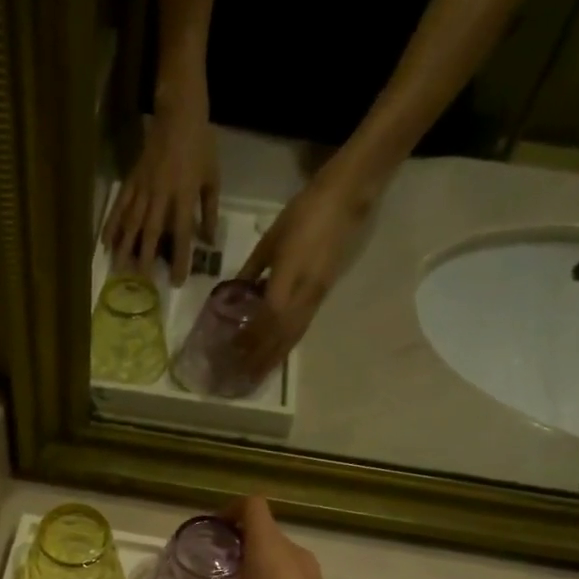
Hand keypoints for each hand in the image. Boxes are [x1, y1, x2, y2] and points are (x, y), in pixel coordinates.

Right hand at [101, 96, 219, 287]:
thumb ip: (209, 211)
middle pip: (151, 231)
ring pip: (131, 221)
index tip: (176, 280)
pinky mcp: (131, 180)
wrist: (179, 114)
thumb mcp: (212, 178)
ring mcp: (143, 186)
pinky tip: (105, 242)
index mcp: (184, 194)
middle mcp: (161, 194)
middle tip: (142, 281)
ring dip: (125, 246)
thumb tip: (207, 241)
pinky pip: (120, 205)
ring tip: (119, 268)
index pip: (182, 233)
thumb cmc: (201, 146)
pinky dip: (112, 224)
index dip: (180, 258)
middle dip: (146, 257)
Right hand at [187, 497, 361, 578]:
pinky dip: (269, 577)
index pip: (252, 504)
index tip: (213, 531)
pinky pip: (288, 571)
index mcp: (269, 546)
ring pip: (276, 551)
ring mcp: (309, 570)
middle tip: (215, 562)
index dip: (230, 509)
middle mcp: (292, 550)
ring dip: (254, 560)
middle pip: (263, 528)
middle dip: (237, 539)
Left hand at [235, 162, 371, 374]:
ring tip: (258, 374)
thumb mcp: (269, 240)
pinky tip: (277, 352)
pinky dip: (287, 343)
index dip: (252, 337)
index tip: (233, 352)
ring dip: (275, 356)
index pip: (268, 317)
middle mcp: (306, 293)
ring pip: (294, 334)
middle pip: (282, 334)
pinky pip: (303, 326)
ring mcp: (317, 296)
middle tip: (243, 376)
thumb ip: (251, 269)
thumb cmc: (303, 214)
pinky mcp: (323, 294)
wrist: (345, 201)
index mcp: (290, 276)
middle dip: (262, 357)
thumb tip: (235, 292)